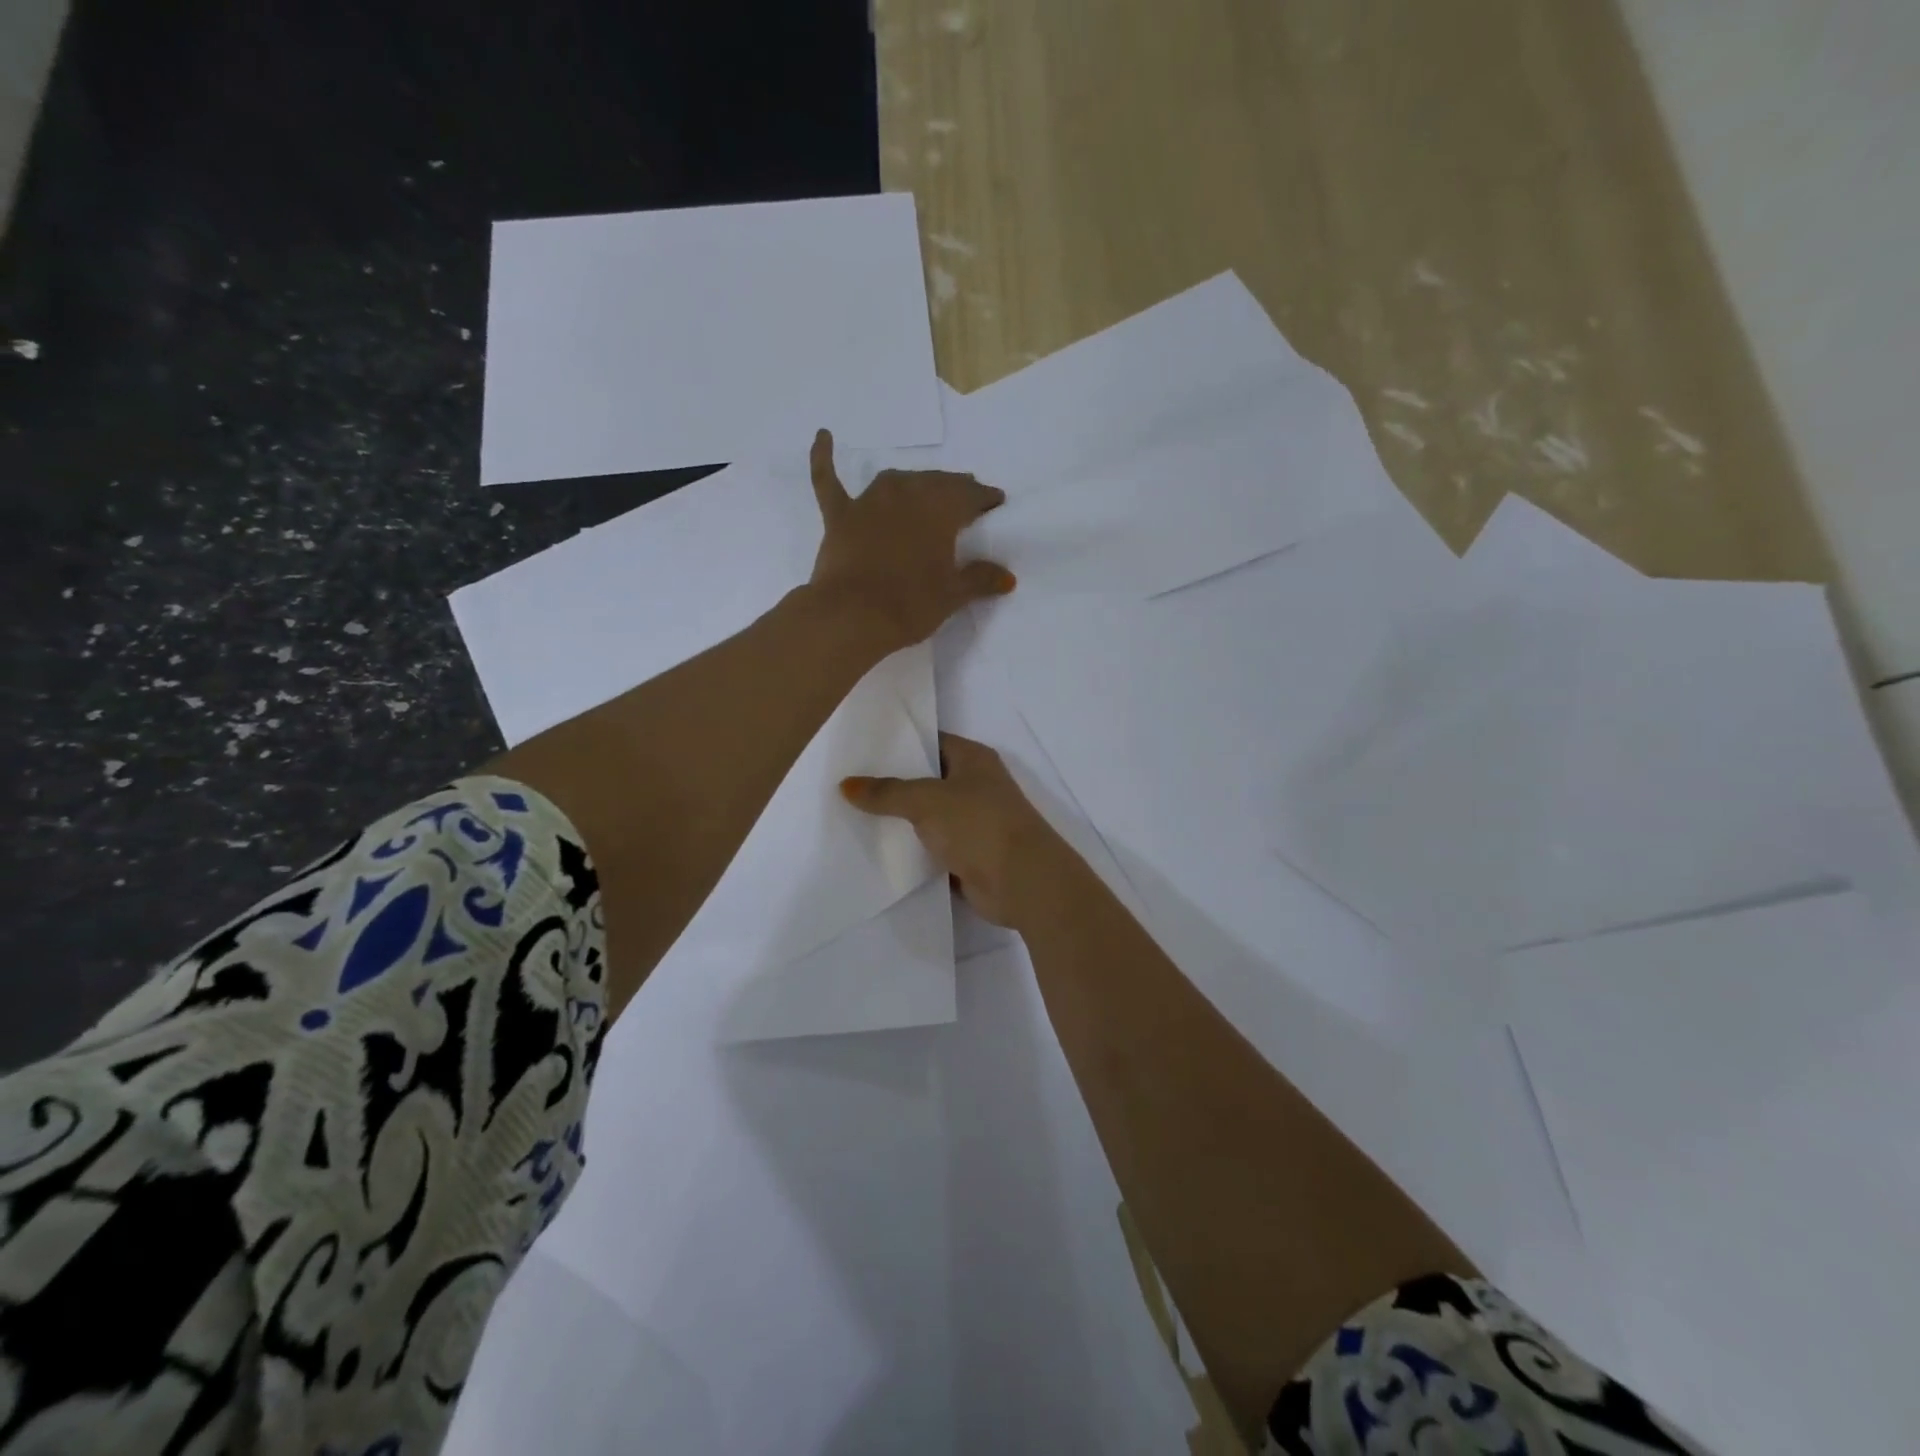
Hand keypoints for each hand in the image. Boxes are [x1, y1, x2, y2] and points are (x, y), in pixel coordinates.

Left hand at [807, 429, 1014, 652]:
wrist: (850, 616)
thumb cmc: (909, 604)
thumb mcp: (952, 595)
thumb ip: (980, 580)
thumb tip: (1008, 577)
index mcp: (940, 509)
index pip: (970, 495)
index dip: (985, 498)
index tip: (996, 502)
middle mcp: (907, 494)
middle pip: (936, 483)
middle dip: (954, 488)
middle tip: (966, 497)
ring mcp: (869, 502)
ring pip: (897, 481)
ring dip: (914, 483)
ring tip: (926, 488)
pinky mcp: (839, 516)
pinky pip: (829, 480)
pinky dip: (824, 458)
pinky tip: (823, 436)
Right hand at [842, 733, 1063, 927]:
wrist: (1024, 882)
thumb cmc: (979, 825)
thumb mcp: (926, 801)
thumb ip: (886, 792)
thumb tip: (846, 785)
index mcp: (973, 759)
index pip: (931, 741)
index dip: (899, 744)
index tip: (861, 750)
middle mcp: (977, 786)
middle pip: (928, 780)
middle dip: (893, 785)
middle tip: (848, 786)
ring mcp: (976, 823)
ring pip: (930, 817)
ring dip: (902, 822)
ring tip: (853, 817)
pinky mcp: (971, 856)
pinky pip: (934, 849)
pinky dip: (914, 852)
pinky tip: (879, 853)